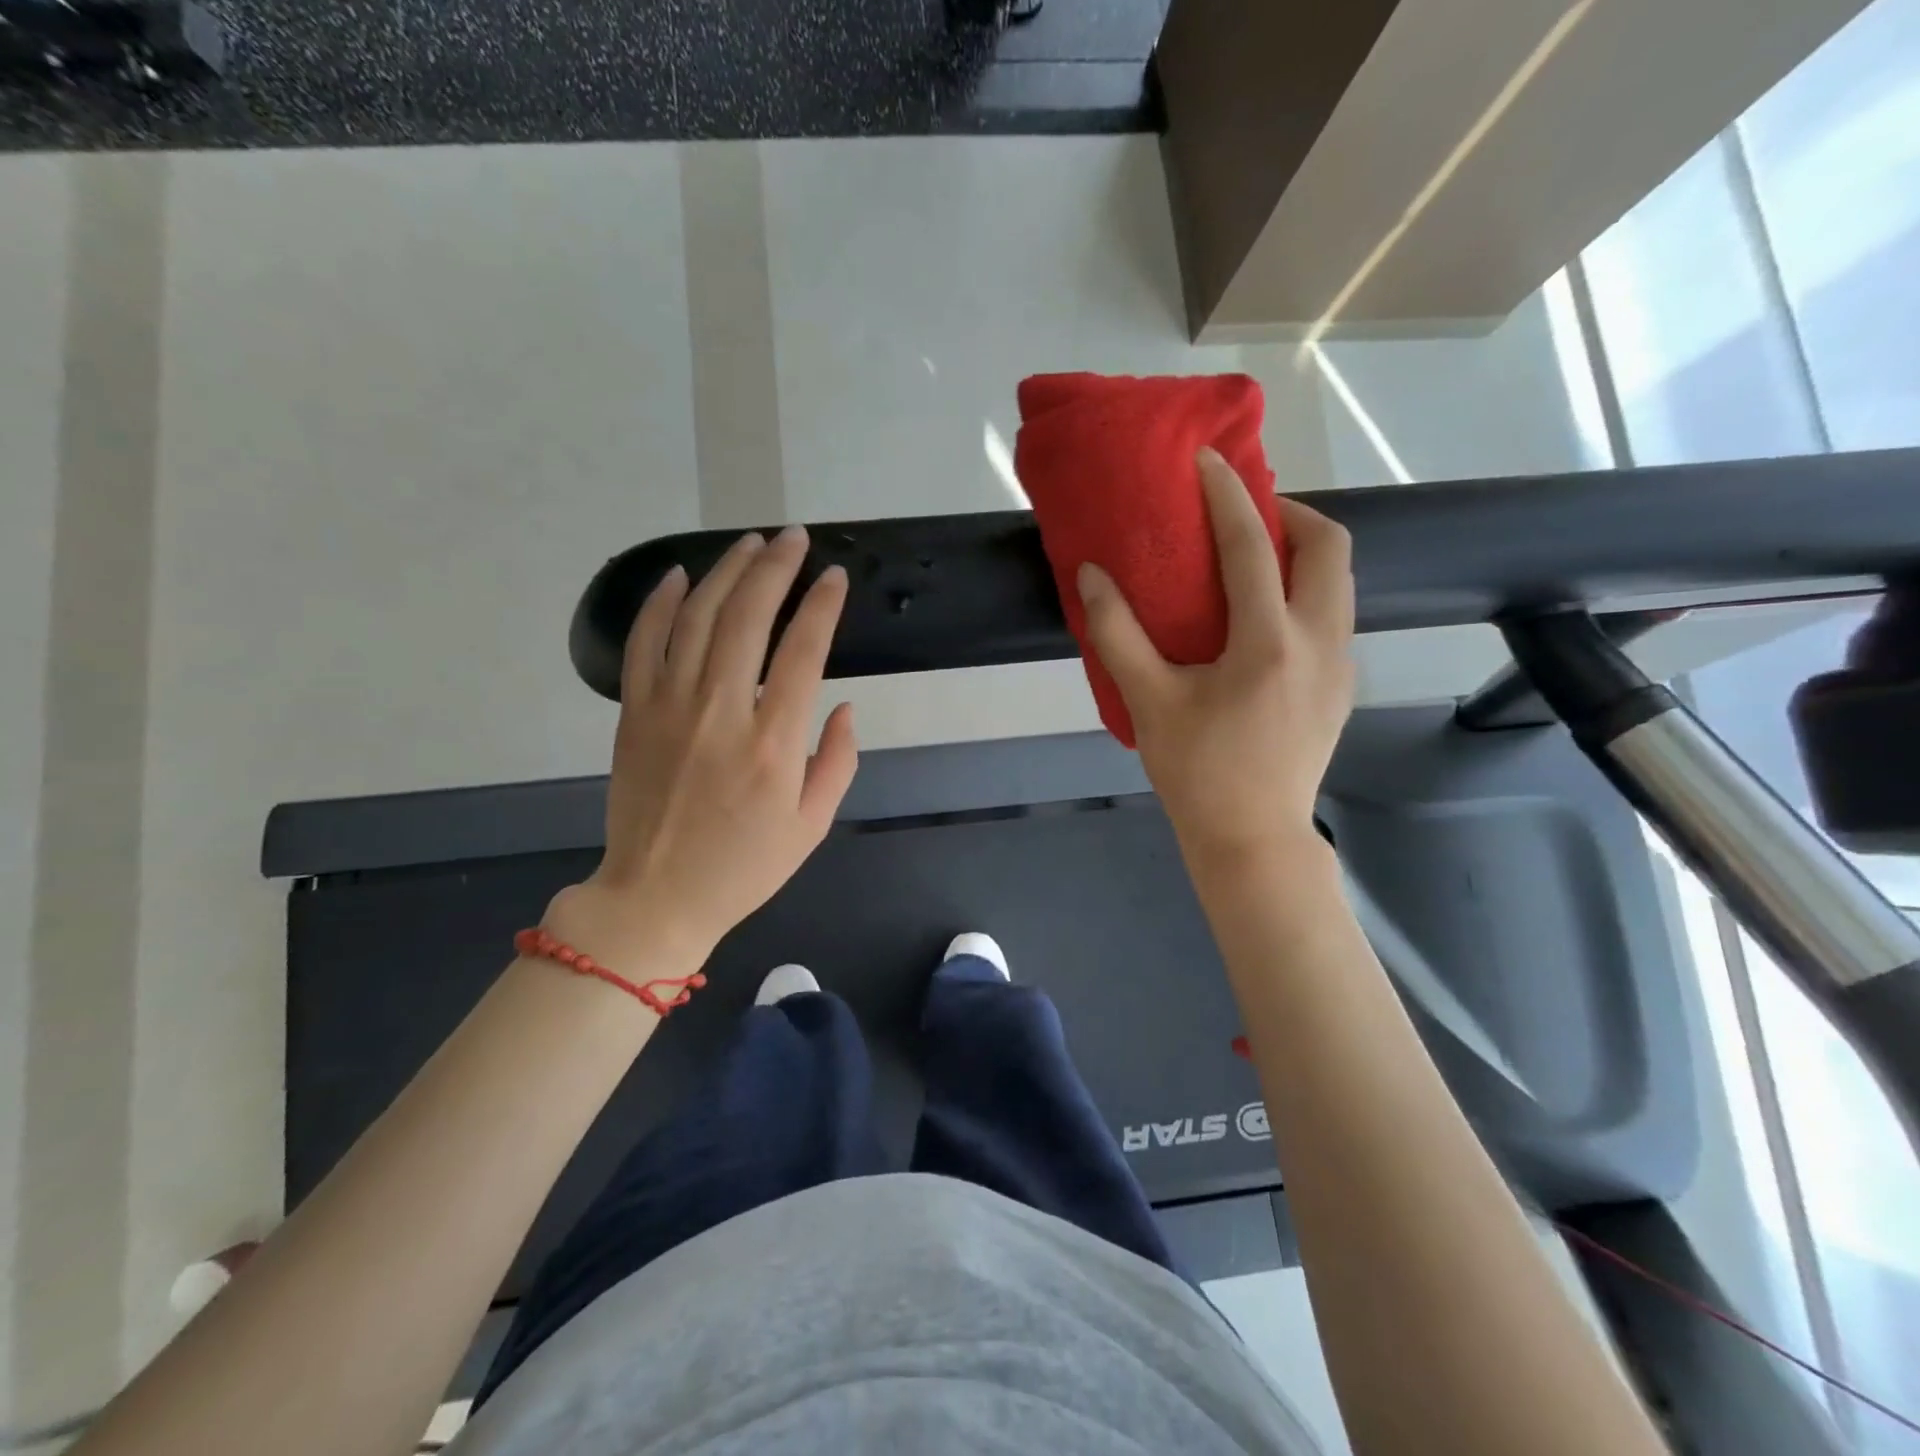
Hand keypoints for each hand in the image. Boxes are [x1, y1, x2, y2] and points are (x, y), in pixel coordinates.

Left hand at [546, 526, 857, 969]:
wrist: (657, 897)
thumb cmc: (744, 866)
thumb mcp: (812, 825)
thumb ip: (838, 761)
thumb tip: (841, 706)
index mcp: (773, 744)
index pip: (803, 652)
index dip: (821, 605)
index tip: (833, 576)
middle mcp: (721, 713)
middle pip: (747, 618)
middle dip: (775, 569)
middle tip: (793, 538)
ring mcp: (670, 708)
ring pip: (696, 618)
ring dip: (725, 572)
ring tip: (750, 543)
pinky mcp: (634, 713)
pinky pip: (643, 644)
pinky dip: (658, 603)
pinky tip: (678, 575)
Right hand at [1076, 447, 1354, 870]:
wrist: (1253, 838)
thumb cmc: (1196, 772)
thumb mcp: (1148, 701)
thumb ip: (1117, 633)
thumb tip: (1092, 574)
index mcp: (1270, 642)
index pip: (1253, 546)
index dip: (1229, 496)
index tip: (1208, 461)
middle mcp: (1320, 642)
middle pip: (1330, 547)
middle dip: (1290, 513)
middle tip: (1243, 515)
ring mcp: (1341, 665)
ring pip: (1339, 581)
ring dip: (1302, 552)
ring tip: (1252, 559)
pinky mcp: (1341, 687)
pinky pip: (1333, 614)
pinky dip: (1304, 591)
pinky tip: (1262, 618)